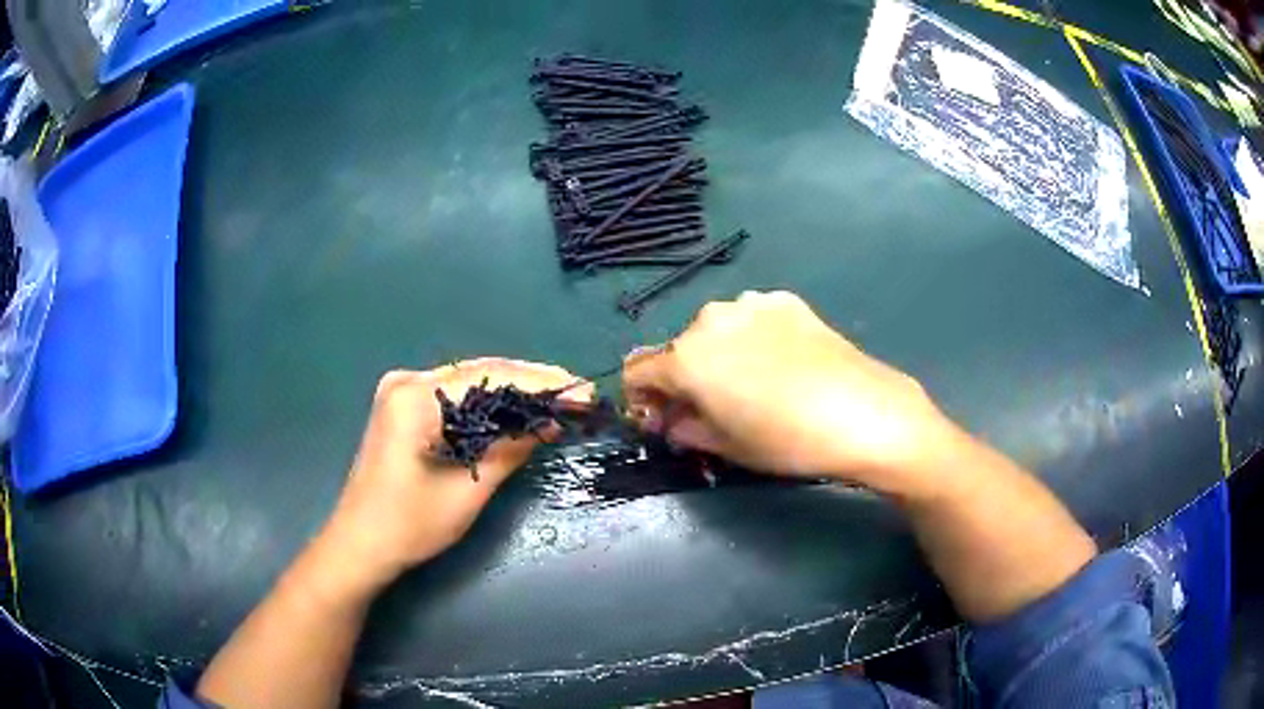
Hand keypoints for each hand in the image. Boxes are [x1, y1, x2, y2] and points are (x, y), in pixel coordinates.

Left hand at [319, 358, 591, 593]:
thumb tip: (551, 421)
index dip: (540, 383)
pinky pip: (454, 398)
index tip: (581, 391)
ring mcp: (400, 393)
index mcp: (415, 396)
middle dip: (529, 385)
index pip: (490, 376)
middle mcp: (407, 382)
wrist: (359, 546)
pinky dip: (486, 407)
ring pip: (468, 383)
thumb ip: (509, 449)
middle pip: (479, 373)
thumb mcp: (468, 490)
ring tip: (555, 405)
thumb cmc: (408, 525)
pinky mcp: (402, 409)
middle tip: (575, 396)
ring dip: (510, 395)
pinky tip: (514, 415)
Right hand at [624, 291, 956, 496]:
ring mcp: (749, 304)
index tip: (660, 418)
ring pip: (716, 330)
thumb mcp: (727, 446)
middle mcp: (709, 320)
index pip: (638, 372)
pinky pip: (751, 319)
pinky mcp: (784, 300)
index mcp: (685, 359)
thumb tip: (673, 421)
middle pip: (679, 349)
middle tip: (710, 406)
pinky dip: (752, 337)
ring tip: (751, 382)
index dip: (642, 398)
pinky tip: (781, 361)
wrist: (860, 411)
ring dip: (718, 354)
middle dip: (684, 377)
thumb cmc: (786, 440)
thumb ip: (685, 429)